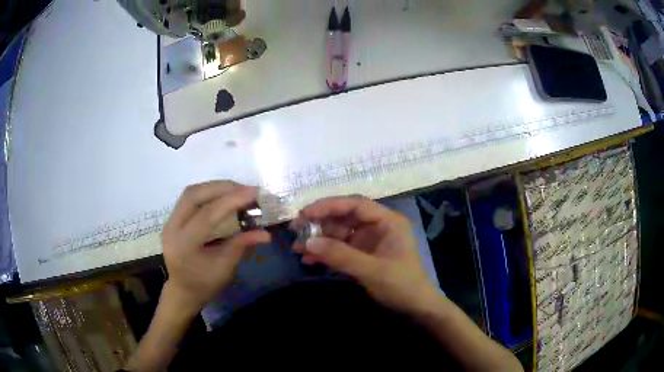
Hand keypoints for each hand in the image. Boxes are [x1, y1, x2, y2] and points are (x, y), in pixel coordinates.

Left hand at [161, 181, 270, 314]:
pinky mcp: (173, 218)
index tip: (254, 193)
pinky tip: (224, 196)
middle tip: (246, 189)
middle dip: (222, 188)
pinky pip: (191, 197)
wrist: (183, 290)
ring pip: (191, 192)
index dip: (231, 201)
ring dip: (215, 187)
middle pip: (194, 195)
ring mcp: (170, 221)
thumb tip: (266, 233)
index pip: (206, 215)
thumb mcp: (225, 268)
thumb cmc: (204, 284)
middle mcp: (172, 227)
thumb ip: (241, 246)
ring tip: (237, 190)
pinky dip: (209, 192)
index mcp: (183, 244)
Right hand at [293, 196, 436, 313]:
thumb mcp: (371, 270)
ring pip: (340, 234)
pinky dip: (326, 254)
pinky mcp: (363, 257)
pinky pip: (341, 250)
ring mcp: (369, 242)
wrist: (414, 309)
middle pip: (345, 217)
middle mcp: (377, 227)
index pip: (356, 204)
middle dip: (320, 223)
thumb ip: (340, 255)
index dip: (330, 205)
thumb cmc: (401, 286)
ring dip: (320, 240)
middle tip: (296, 229)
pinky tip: (309, 259)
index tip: (306, 213)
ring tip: (297, 247)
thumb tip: (307, 242)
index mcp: (387, 221)